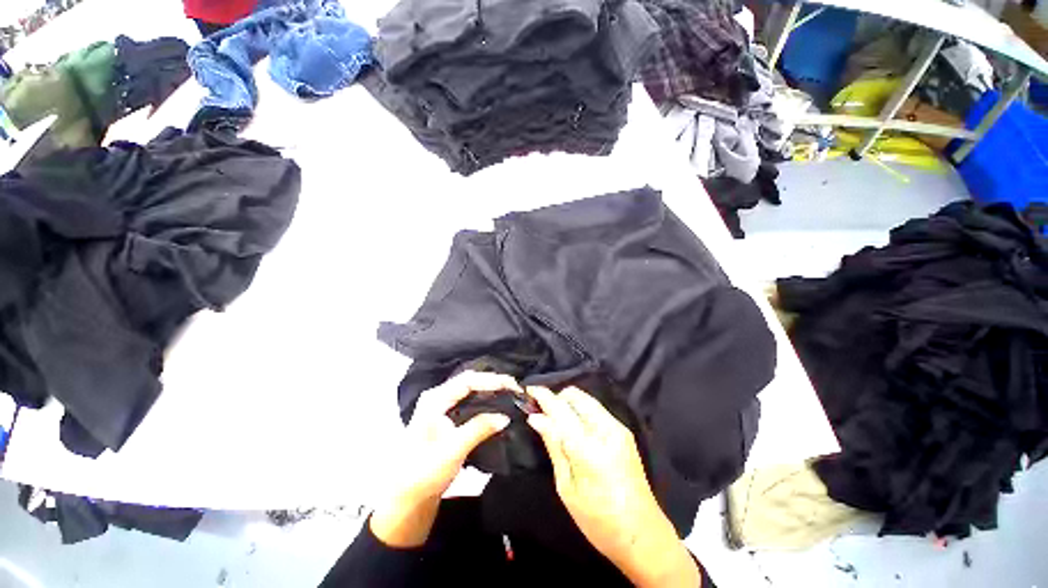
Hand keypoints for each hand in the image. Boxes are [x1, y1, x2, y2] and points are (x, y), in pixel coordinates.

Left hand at [370, 371, 517, 547]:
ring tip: (509, 394)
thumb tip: (505, 416)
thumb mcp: (453, 450)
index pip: (468, 381)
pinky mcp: (446, 418)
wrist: (406, 498)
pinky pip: (468, 401)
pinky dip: (484, 400)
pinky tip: (496, 406)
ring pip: (470, 390)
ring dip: (489, 390)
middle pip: (469, 381)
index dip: (492, 380)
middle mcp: (438, 398)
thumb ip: (479, 428)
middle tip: (514, 388)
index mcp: (435, 399)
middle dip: (493, 382)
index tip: (513, 386)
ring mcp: (441, 407)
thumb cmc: (425, 472)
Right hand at [527, 386, 700, 586]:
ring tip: (554, 420)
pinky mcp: (624, 432)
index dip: (543, 396)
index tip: (528, 390)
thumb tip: (536, 418)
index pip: (562, 409)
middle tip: (542, 413)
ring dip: (568, 403)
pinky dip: (579, 411)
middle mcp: (607, 430)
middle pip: (576, 396)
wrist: (644, 536)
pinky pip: (595, 410)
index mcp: (591, 448)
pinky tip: (572, 428)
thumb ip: (554, 446)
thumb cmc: (599, 521)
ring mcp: (619, 428)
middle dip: (557, 398)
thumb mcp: (568, 488)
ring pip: (586, 400)